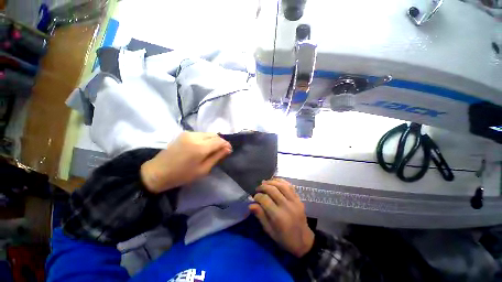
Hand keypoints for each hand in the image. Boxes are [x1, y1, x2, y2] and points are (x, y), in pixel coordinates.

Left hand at [141, 132, 231, 192]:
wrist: (157, 172)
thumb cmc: (182, 175)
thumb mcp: (203, 170)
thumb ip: (216, 157)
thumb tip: (227, 149)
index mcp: (200, 147)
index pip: (219, 141)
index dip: (226, 144)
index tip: (229, 150)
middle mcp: (195, 136)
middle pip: (214, 135)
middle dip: (221, 142)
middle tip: (222, 151)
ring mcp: (188, 133)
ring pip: (208, 133)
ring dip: (213, 140)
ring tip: (213, 149)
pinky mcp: (184, 133)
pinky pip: (200, 134)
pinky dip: (206, 139)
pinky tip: (204, 146)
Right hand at [249, 178, 313, 257]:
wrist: (303, 241)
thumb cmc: (284, 238)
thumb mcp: (269, 231)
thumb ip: (260, 216)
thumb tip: (251, 205)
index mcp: (278, 217)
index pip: (265, 200)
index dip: (258, 196)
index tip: (254, 197)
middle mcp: (287, 206)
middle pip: (273, 190)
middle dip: (263, 187)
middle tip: (258, 188)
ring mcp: (294, 201)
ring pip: (281, 185)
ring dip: (271, 182)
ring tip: (265, 183)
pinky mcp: (299, 199)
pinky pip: (289, 186)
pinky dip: (281, 181)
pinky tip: (275, 181)